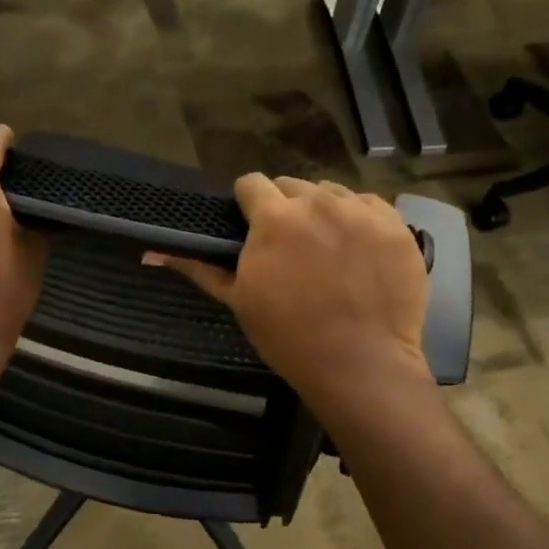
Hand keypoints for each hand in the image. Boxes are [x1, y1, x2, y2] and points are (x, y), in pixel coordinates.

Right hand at [146, 175, 428, 404]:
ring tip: (329, 251)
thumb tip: (152, 252)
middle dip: (287, 209)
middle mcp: (319, 202)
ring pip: (333, 193)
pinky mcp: (396, 225)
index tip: (252, 227)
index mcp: (275, 218)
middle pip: (293, 186)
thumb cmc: (289, 337)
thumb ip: (201, 267)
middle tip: (291, 247)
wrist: (360, 364)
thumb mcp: (239, 300)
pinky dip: (361, 222)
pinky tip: (360, 254)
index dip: (248, 204)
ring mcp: (362, 212)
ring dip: (325, 213)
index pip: (251, 184)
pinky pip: (371, 206)